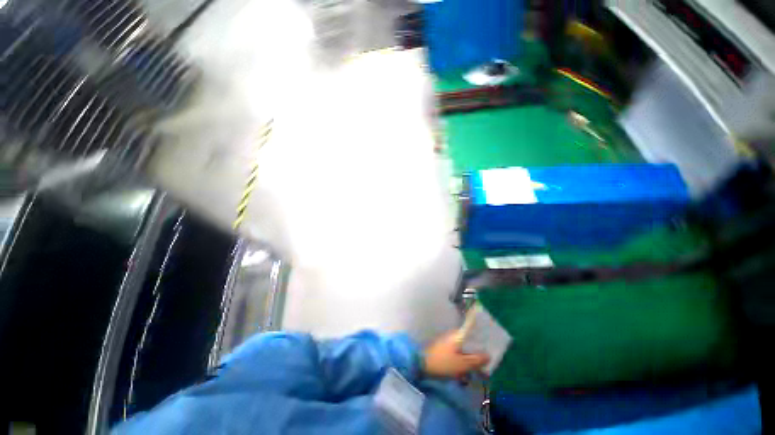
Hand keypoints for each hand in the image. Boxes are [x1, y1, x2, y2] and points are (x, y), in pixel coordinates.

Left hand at [423, 331, 488, 377]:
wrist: (421, 364)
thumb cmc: (443, 363)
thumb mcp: (462, 364)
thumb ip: (476, 360)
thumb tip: (489, 355)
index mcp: (458, 334)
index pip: (471, 328)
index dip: (480, 331)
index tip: (490, 335)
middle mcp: (453, 334)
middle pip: (469, 338)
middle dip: (477, 348)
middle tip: (485, 358)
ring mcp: (447, 340)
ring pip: (463, 345)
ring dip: (469, 355)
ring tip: (476, 366)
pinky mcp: (443, 347)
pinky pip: (457, 350)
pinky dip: (462, 356)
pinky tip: (465, 367)